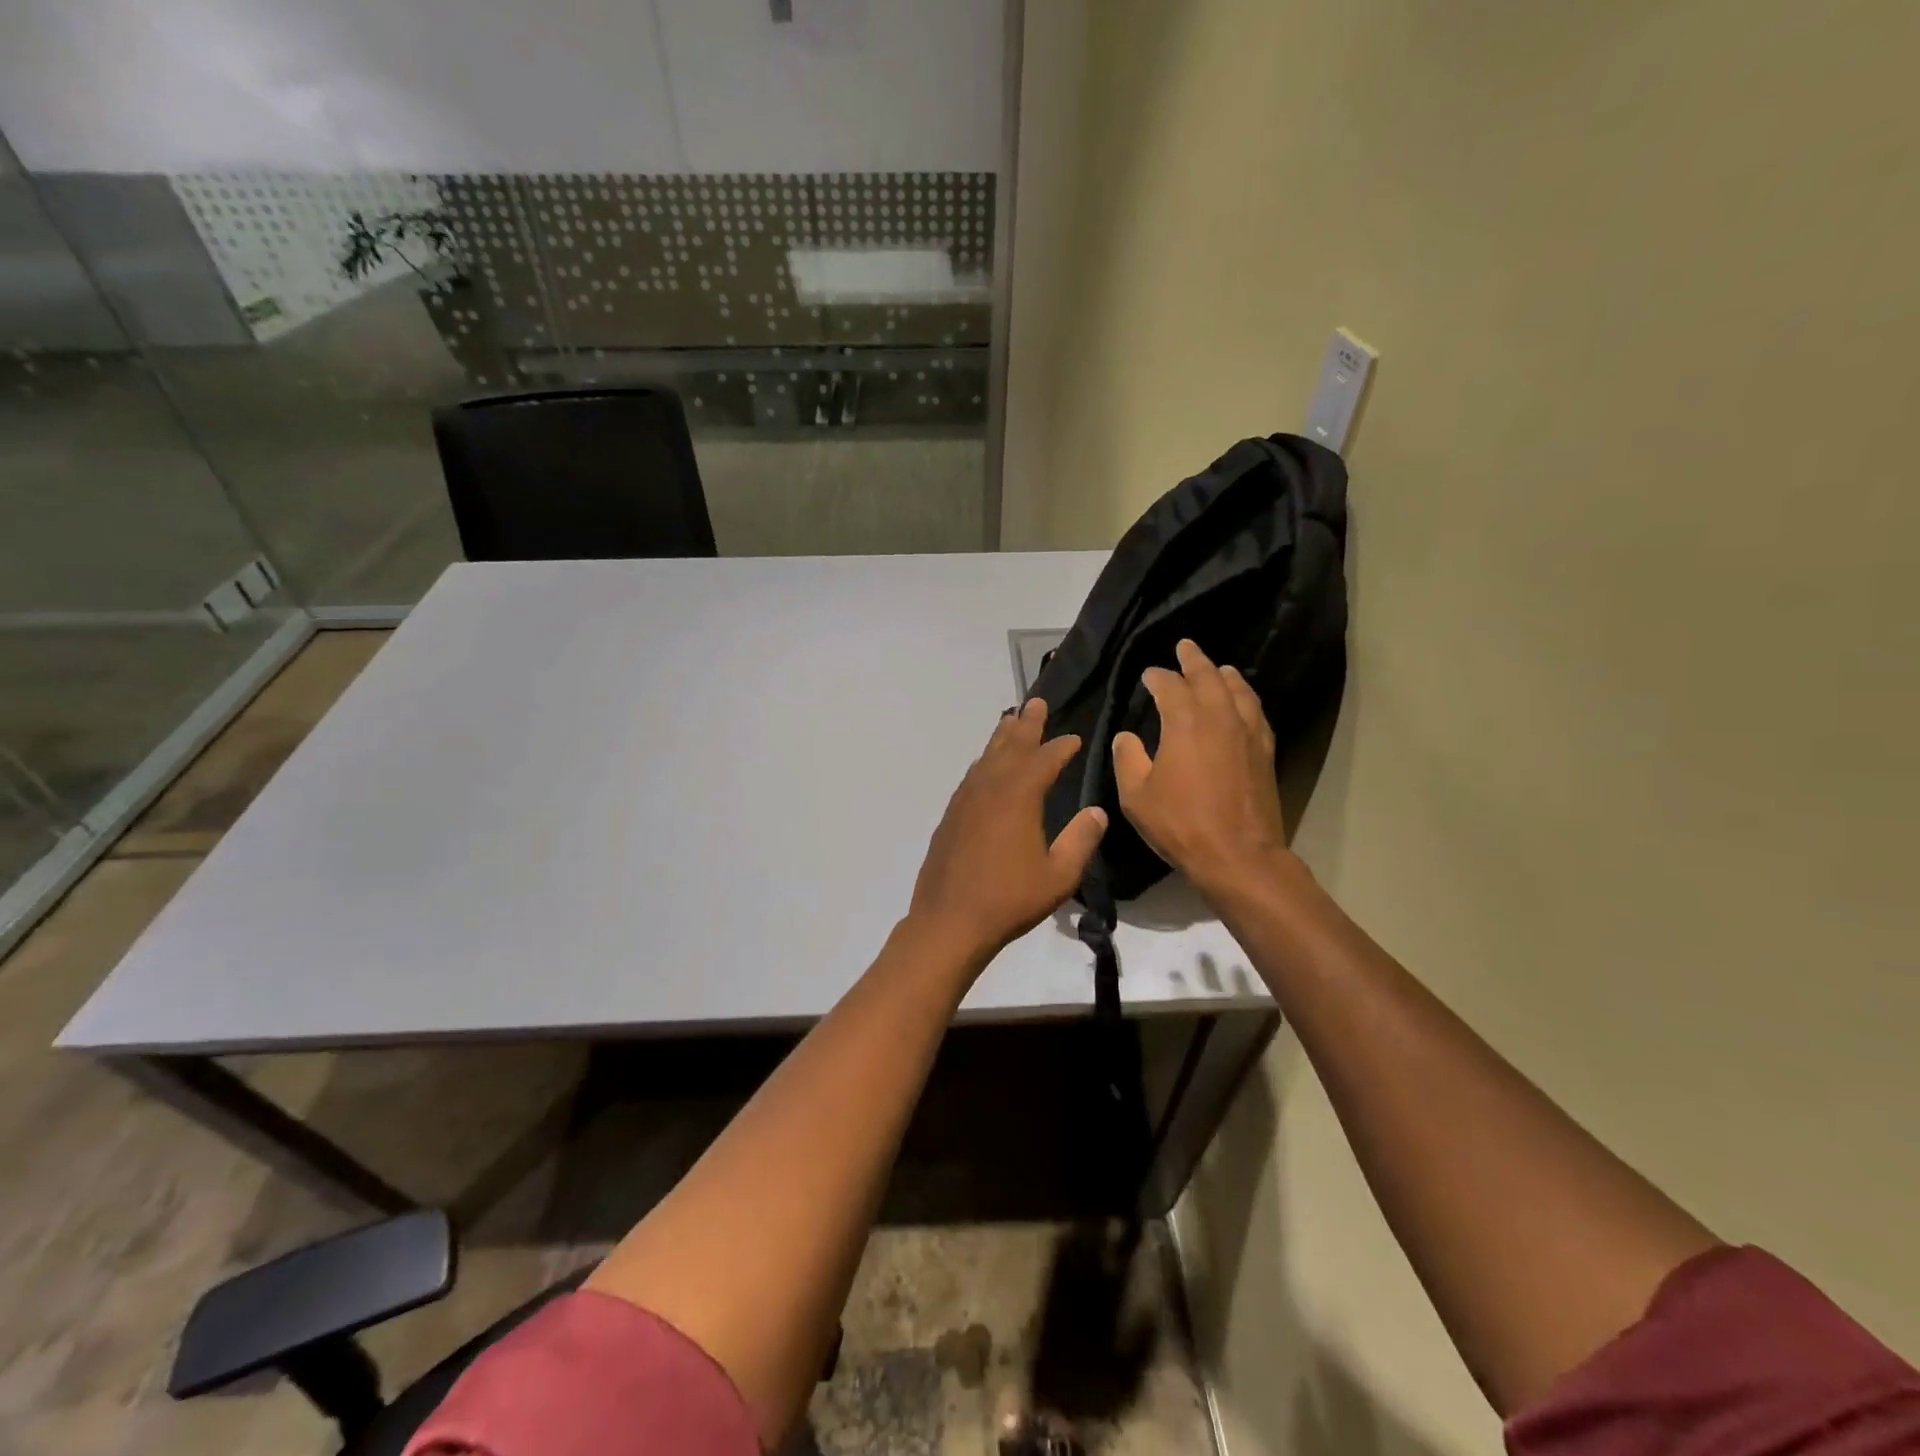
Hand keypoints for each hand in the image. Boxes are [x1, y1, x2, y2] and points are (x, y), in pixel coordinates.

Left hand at [908, 698, 1107, 965]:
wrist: (949, 920)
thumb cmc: (1010, 899)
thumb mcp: (1059, 875)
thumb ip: (1080, 840)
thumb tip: (1097, 812)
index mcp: (1019, 797)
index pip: (1045, 760)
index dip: (1061, 747)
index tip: (1075, 738)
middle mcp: (990, 788)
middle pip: (1011, 746)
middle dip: (1027, 725)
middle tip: (1036, 703)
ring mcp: (966, 800)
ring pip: (987, 758)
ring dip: (1002, 737)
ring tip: (1011, 721)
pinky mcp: (951, 815)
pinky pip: (972, 776)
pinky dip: (984, 763)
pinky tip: (986, 766)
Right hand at [1114, 639, 1291, 899]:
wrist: (1238, 854)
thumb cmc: (1181, 823)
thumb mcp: (1137, 795)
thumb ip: (1128, 759)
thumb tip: (1127, 736)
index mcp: (1185, 722)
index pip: (1169, 686)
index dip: (1156, 677)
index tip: (1148, 675)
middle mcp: (1219, 717)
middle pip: (1208, 676)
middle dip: (1193, 660)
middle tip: (1185, 647)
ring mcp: (1247, 732)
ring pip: (1238, 690)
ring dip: (1224, 675)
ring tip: (1218, 668)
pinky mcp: (1264, 750)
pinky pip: (1255, 711)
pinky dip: (1246, 698)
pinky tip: (1242, 702)